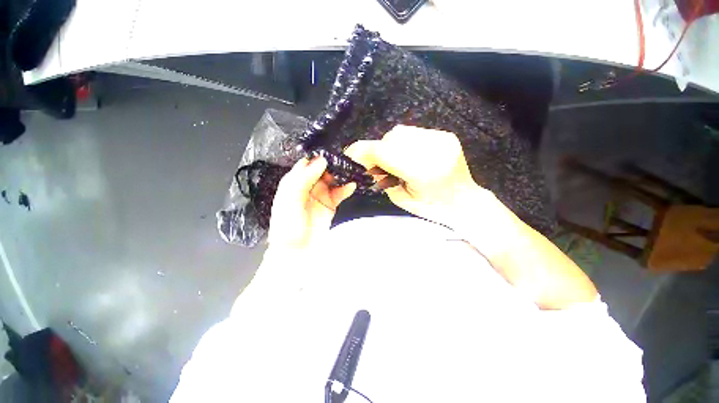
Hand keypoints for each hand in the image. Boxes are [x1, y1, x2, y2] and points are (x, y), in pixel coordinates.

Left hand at [268, 157, 355, 248]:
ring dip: (341, 176)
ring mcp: (320, 195)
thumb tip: (321, 161)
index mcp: (294, 182)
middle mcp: (307, 186)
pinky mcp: (330, 204)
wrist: (297, 251)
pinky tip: (351, 185)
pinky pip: (339, 193)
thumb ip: (304, 178)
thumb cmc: (287, 225)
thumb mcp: (291, 198)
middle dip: (332, 165)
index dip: (317, 158)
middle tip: (343, 162)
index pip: (306, 164)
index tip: (330, 154)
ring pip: (332, 180)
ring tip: (350, 171)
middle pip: (322, 170)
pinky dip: (346, 189)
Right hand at [345, 125, 486, 224]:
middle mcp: (433, 150)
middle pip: (392, 138)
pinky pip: (415, 132)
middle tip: (379, 164)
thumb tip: (367, 160)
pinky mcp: (445, 135)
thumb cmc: (431, 208)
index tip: (350, 153)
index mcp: (422, 172)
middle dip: (379, 149)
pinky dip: (405, 142)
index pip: (384, 153)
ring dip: (391, 144)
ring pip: (402, 131)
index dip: (364, 151)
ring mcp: (442, 139)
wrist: (464, 201)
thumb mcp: (401, 198)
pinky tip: (410, 155)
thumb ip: (382, 177)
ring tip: (397, 160)